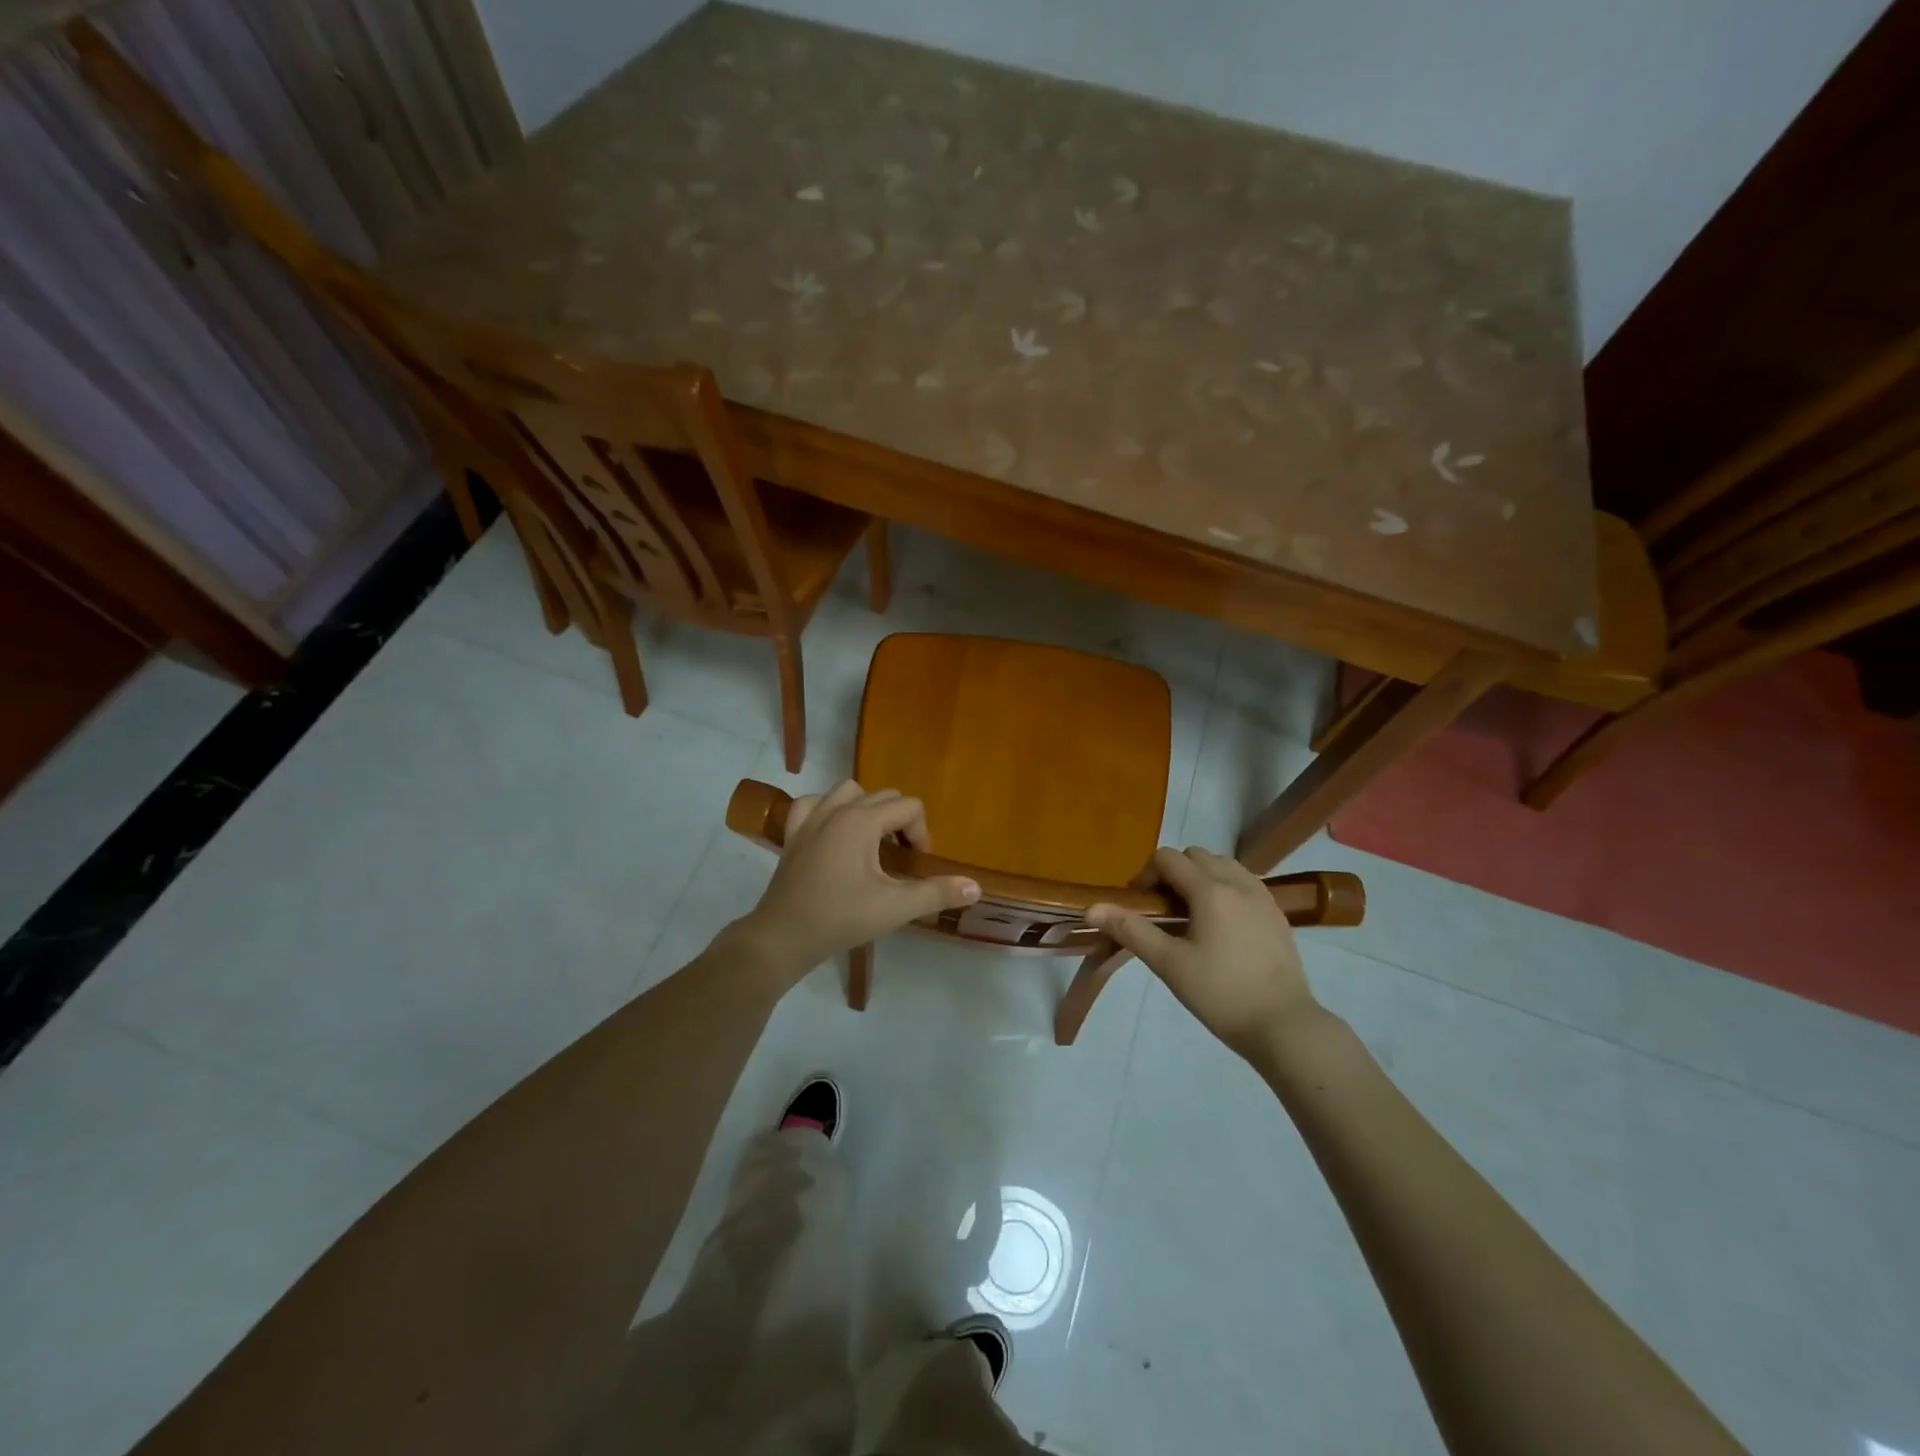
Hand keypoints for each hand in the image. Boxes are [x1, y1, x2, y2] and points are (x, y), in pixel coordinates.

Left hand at [736, 781, 979, 976]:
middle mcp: (836, 809)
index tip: (917, 866)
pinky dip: (828, 810)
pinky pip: (813, 803)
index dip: (922, 834)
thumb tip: (975, 887)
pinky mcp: (793, 833)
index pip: (909, 807)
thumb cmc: (841, 919)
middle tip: (902, 859)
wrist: (782, 937)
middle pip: (883, 796)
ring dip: (867, 809)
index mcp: (862, 820)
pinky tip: (834, 832)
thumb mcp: (895, 908)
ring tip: (873, 842)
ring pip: (848, 791)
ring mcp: (810, 818)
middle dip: (901, 822)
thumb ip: (937, 893)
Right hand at [1088, 847, 1316, 1061]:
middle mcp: (1238, 882)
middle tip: (1164, 912)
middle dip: (1173, 873)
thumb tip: (1092, 908)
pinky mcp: (1277, 913)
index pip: (1168, 858)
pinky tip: (1221, 926)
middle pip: (1195, 855)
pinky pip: (1244, 882)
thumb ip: (1131, 930)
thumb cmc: (1221, 994)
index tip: (1141, 907)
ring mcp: (1262, 896)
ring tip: (1192, 916)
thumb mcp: (1169, 964)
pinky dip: (1225, 888)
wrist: (1284, 1026)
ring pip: (1223, 865)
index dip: (1146, 875)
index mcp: (1210, 890)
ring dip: (1201, 877)